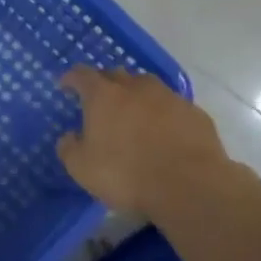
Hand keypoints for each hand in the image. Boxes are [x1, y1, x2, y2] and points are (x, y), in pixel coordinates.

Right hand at [57, 67, 236, 219]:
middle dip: (104, 83)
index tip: (65, 84)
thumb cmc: (126, 175)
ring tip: (133, 114)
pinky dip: (162, 113)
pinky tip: (163, 132)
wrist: (189, 186)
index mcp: (104, 96)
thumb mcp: (81, 169)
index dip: (71, 78)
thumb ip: (69, 148)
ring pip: (147, 86)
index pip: (82, 75)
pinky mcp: (195, 113)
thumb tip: (69, 137)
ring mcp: (169, 97)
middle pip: (116, 74)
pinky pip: (172, 106)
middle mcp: (136, 87)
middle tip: (99, 100)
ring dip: (136, 95)